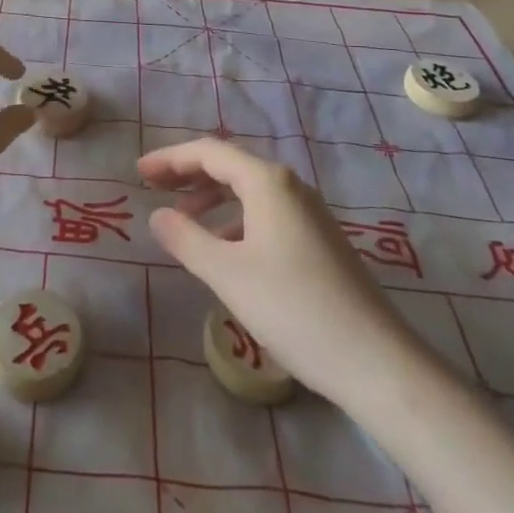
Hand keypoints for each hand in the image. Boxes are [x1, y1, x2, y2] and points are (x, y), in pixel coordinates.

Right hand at [138, 138, 411, 401]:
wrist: (375, 360)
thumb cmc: (294, 308)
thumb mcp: (227, 274)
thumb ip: (186, 239)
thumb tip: (157, 215)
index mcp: (267, 182)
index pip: (209, 152)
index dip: (170, 159)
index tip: (139, 173)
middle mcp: (290, 186)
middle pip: (230, 165)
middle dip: (189, 174)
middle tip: (153, 188)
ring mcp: (309, 213)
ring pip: (249, 191)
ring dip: (212, 198)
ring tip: (183, 222)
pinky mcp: (319, 241)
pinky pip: (266, 213)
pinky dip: (235, 219)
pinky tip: (225, 250)